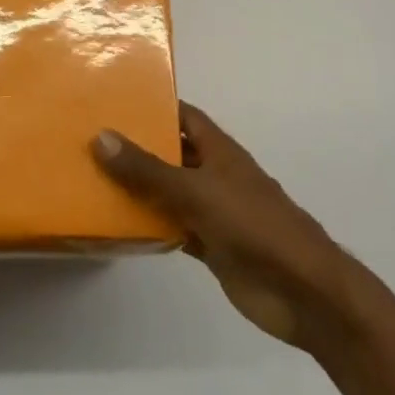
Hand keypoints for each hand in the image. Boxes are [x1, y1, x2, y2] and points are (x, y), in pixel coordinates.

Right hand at [93, 103, 349, 349]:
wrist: (303, 292)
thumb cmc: (253, 225)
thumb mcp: (195, 191)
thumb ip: (148, 169)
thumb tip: (101, 136)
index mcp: (219, 151)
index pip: (183, 116)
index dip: (154, 107)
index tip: (114, 102)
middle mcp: (215, 175)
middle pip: (172, 154)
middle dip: (137, 148)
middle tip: (90, 141)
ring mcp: (214, 212)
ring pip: (169, 193)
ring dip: (140, 189)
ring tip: (94, 179)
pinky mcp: (212, 246)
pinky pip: (174, 228)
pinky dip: (152, 226)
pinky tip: (120, 226)